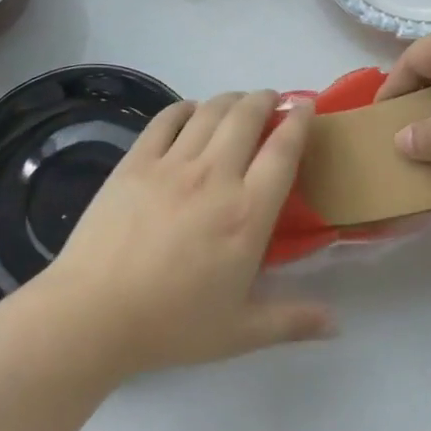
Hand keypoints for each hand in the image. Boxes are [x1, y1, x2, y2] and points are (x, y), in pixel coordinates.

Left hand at [43, 92, 333, 376]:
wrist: (93, 315)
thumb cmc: (172, 325)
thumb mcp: (240, 332)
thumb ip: (292, 321)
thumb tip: (338, 324)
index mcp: (248, 213)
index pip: (283, 150)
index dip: (299, 121)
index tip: (306, 106)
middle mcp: (216, 176)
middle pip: (247, 116)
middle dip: (265, 99)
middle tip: (272, 100)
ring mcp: (173, 164)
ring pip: (210, 111)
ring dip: (231, 98)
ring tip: (238, 102)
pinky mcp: (136, 161)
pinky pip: (167, 119)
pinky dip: (185, 107)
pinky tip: (191, 111)